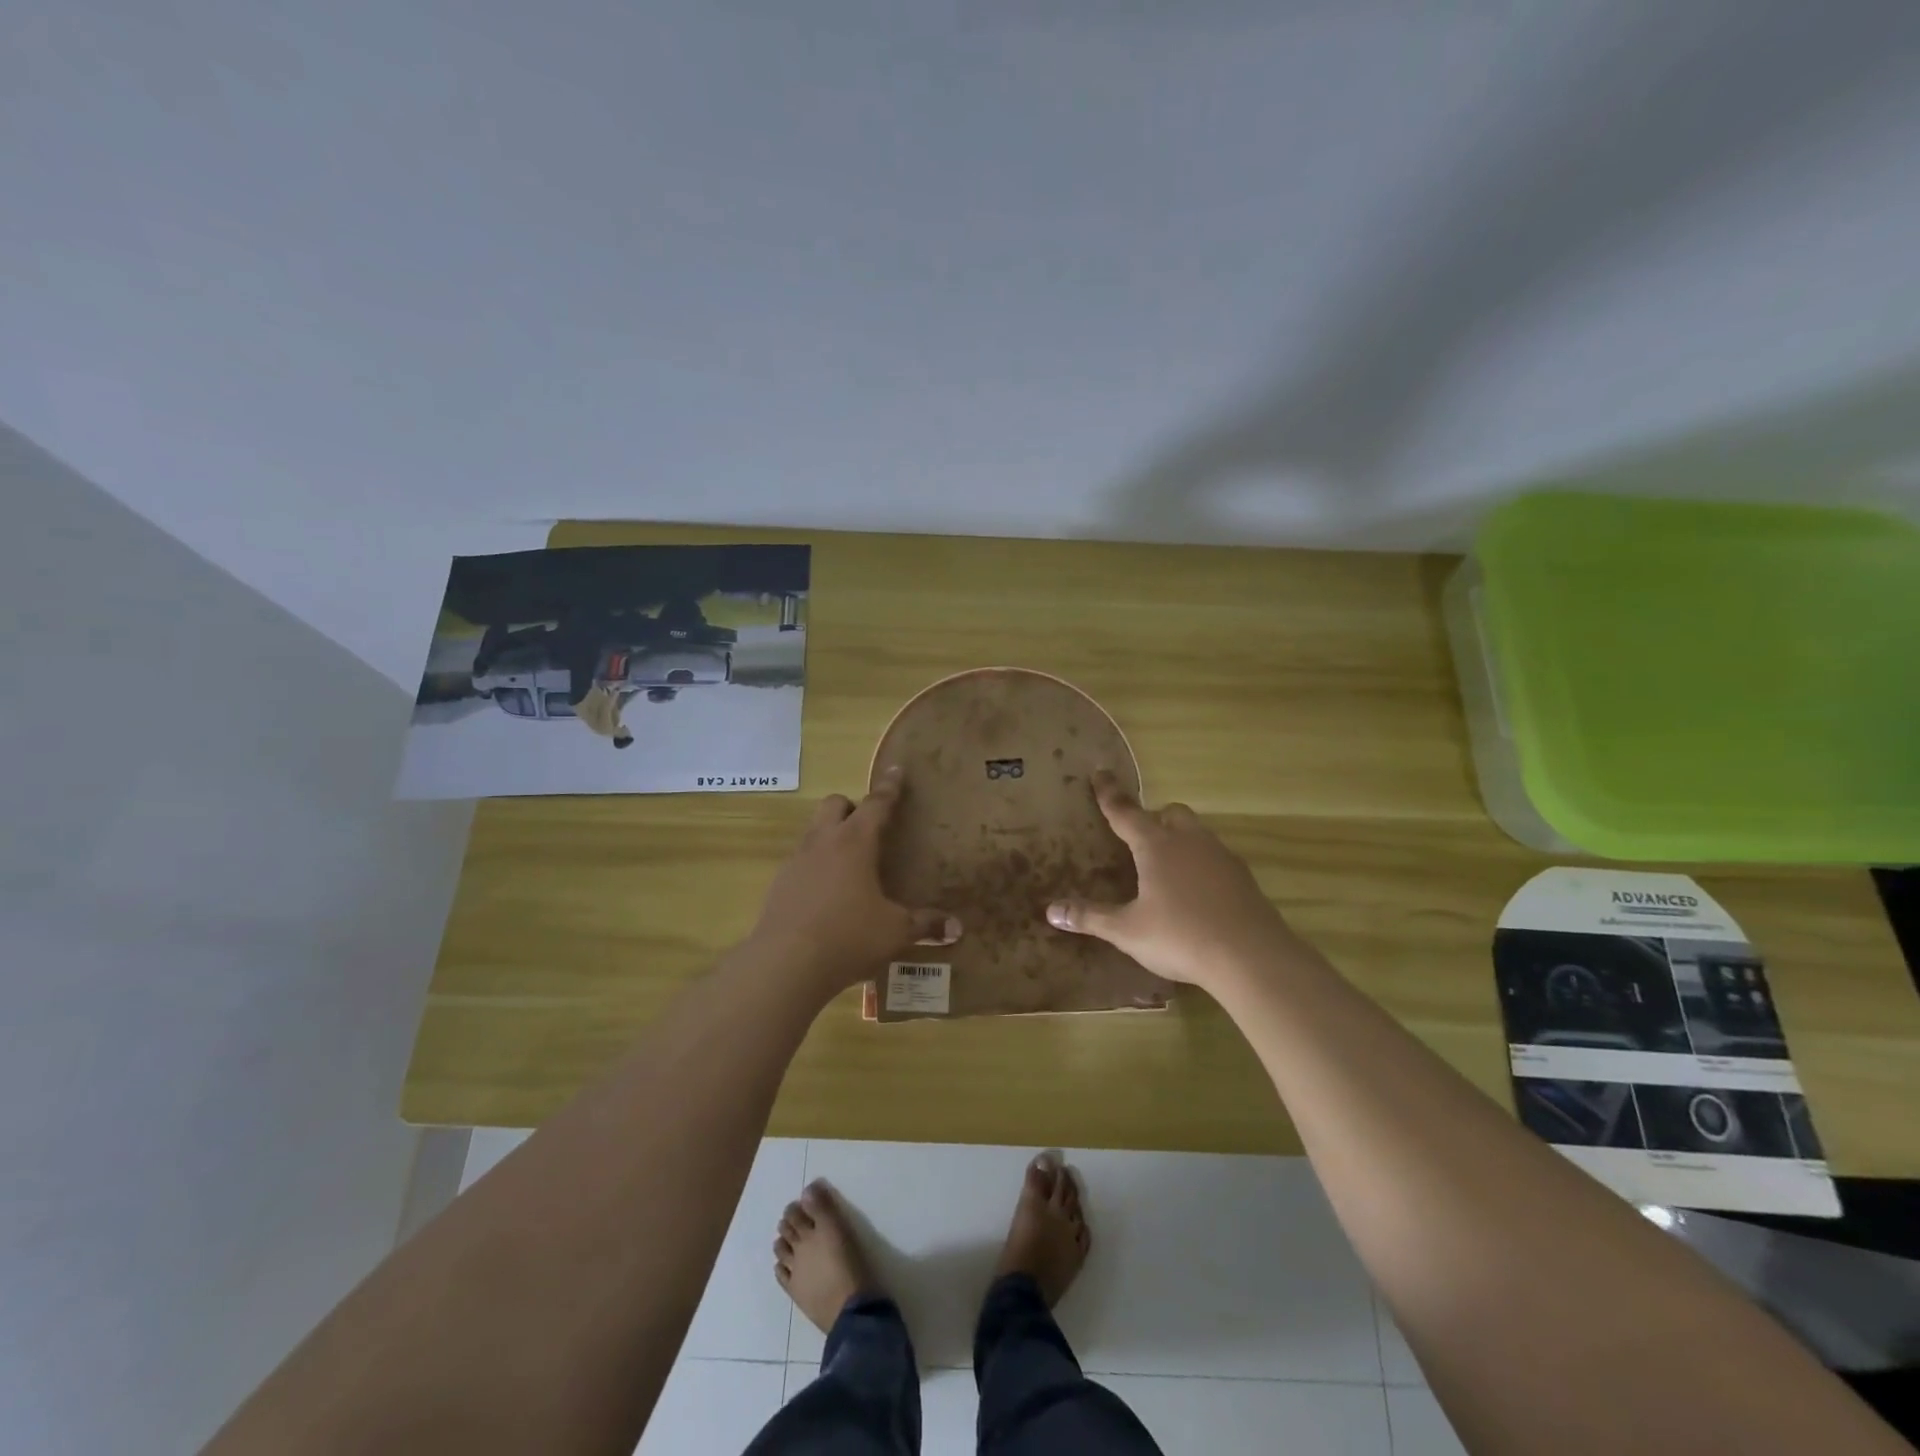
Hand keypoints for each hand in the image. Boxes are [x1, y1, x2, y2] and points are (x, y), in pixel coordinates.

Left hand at [747, 768, 960, 993]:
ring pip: (813, 830)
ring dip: (831, 835)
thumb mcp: (894, 932)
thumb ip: (925, 925)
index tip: (895, 769)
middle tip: (869, 827)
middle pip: (835, 804)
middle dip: (852, 806)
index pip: (876, 804)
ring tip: (849, 863)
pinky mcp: (779, 884)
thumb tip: (957, 928)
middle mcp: (823, 842)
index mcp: (855, 842)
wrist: (785, 964)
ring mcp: (796, 861)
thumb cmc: (848, 936)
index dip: (889, 787)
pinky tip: (826, 894)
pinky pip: (800, 861)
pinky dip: (815, 866)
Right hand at [1045, 771, 1293, 991]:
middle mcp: (1189, 841)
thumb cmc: (1180, 936)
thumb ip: (1091, 917)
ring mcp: (1220, 856)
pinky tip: (1197, 892)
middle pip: (1170, 813)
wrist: (1251, 956)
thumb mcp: (1127, 930)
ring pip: (1197, 832)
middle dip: (1153, 817)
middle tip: (1140, 836)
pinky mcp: (1242, 877)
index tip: (1100, 773)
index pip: (1125, 812)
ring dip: (1180, 839)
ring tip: (1167, 867)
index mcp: (1156, 846)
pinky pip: (1216, 857)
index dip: (1110, 794)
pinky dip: (1201, 864)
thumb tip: (1051, 911)